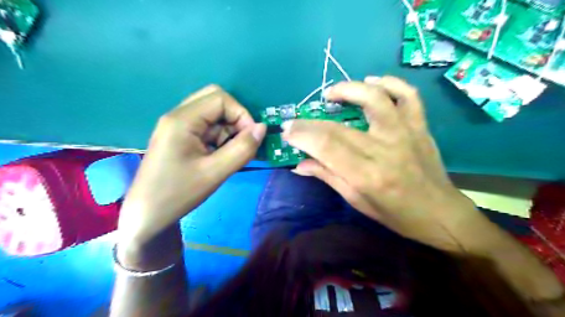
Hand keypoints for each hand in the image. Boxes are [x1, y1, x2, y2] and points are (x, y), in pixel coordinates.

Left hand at [118, 86, 267, 246]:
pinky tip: (221, 157)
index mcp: (182, 120)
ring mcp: (178, 126)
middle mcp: (178, 116)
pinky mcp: (180, 137)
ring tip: (231, 155)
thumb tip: (262, 128)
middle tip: (242, 142)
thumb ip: (242, 149)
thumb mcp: (215, 173)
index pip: (221, 99)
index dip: (241, 114)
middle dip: (235, 119)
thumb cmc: (178, 193)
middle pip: (215, 100)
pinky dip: (220, 137)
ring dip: (228, 130)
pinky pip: (206, 127)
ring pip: (212, 114)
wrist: (148, 214)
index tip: (251, 138)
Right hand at [282, 75, 489, 250]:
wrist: (439, 213)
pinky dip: (390, 83)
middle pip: (340, 126)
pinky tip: (373, 83)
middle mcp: (386, 149)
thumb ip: (327, 177)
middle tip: (296, 121)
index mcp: (368, 175)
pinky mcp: (420, 126)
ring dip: (349, 89)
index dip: (302, 135)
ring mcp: (406, 133)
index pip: (326, 146)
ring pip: (375, 98)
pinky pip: (407, 95)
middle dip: (310, 122)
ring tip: (331, 94)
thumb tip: (299, 164)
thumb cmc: (396, 214)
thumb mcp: (357, 201)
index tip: (287, 131)